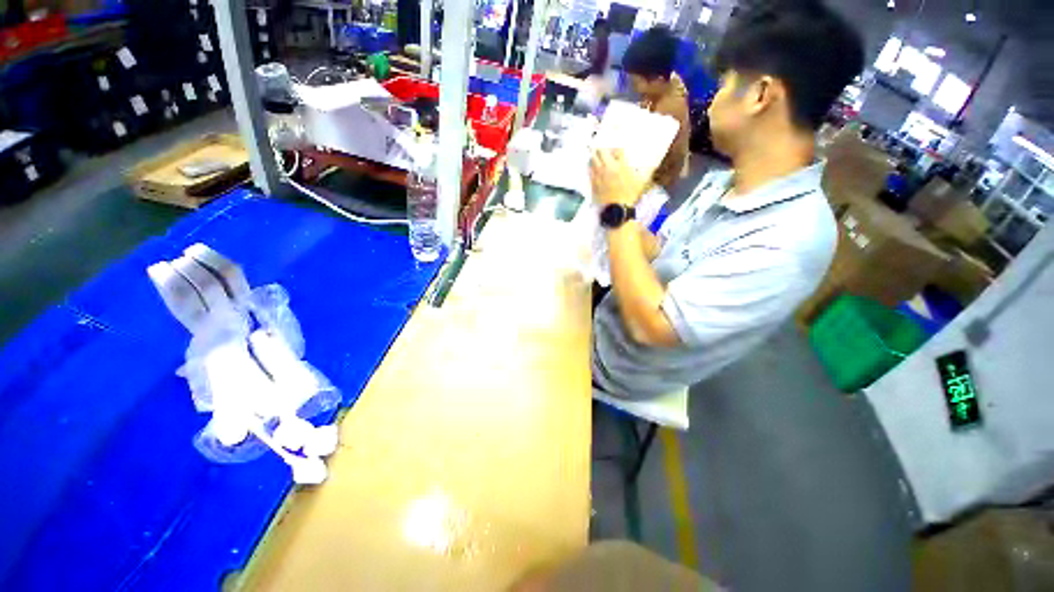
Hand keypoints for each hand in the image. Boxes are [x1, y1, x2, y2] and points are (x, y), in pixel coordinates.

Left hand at [589, 149, 647, 206]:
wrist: (617, 209)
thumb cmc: (631, 195)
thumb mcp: (642, 182)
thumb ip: (648, 170)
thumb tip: (653, 164)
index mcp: (621, 165)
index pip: (618, 149)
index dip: (618, 149)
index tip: (619, 152)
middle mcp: (608, 168)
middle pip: (601, 151)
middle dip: (604, 149)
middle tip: (606, 152)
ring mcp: (599, 175)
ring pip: (593, 159)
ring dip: (596, 156)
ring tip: (599, 158)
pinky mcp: (593, 183)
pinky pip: (589, 170)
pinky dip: (592, 167)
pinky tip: (595, 169)